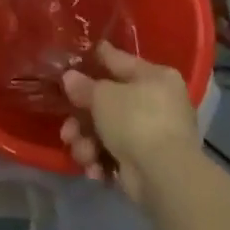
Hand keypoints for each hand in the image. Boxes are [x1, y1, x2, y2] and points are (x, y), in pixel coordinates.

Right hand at [59, 43, 197, 201]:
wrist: (163, 175)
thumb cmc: (135, 120)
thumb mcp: (102, 96)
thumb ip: (83, 85)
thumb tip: (70, 78)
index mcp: (155, 77)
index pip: (119, 60)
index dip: (95, 57)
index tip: (74, 55)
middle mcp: (158, 103)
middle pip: (108, 103)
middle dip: (82, 119)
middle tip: (67, 128)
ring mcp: (154, 134)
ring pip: (107, 131)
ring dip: (87, 143)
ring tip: (82, 152)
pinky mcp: (147, 162)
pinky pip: (115, 153)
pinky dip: (101, 160)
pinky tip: (94, 168)